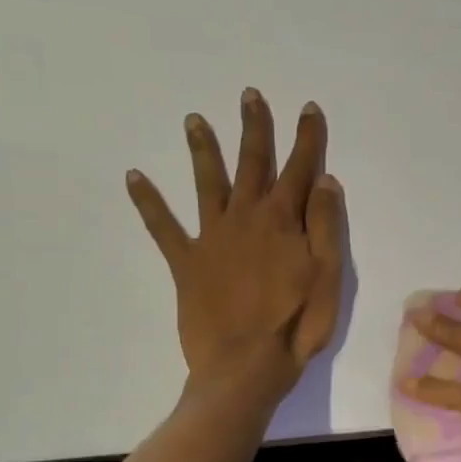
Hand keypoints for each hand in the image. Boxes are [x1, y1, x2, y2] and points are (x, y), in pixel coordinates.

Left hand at [126, 90, 345, 400]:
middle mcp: (246, 217)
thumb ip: (326, 225)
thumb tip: (324, 179)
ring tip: (193, 120)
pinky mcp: (186, 261)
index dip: (306, 138)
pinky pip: (163, 226)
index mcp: (284, 220)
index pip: (299, 169)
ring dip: (202, 150)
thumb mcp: (328, 274)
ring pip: (207, 183)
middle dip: (254, 128)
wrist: (245, 365)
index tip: (307, 108)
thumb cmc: (297, 322)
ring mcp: (212, 237)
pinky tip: (133, 177)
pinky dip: (147, 202)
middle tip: (249, 96)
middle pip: (252, 164)